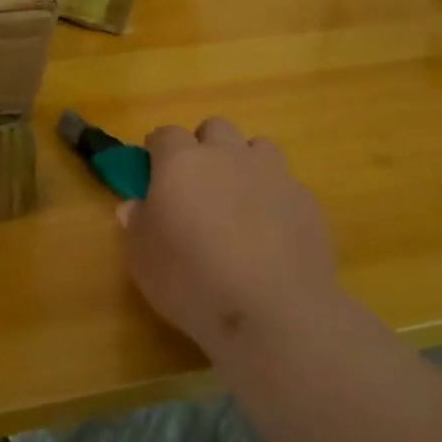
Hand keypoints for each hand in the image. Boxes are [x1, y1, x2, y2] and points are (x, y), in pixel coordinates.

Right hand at [118, 118, 344, 361]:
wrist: (274, 313)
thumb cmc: (192, 282)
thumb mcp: (143, 260)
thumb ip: (136, 224)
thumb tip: (136, 206)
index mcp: (181, 162)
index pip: (165, 134)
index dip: (158, 149)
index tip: (153, 171)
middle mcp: (227, 155)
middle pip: (215, 128)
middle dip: (204, 146)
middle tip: (198, 184)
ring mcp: (272, 174)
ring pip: (257, 148)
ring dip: (245, 164)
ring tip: (239, 202)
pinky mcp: (306, 200)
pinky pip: (285, 184)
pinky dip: (274, 198)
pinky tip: (272, 233)